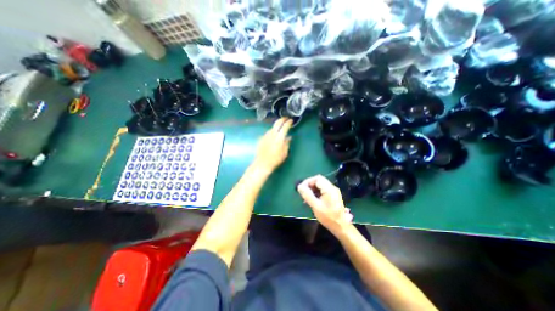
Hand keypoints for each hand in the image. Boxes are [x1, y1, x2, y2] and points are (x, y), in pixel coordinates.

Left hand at [253, 118, 291, 172]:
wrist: (262, 163)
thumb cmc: (276, 159)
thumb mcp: (285, 153)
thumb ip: (287, 143)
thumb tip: (289, 137)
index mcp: (279, 137)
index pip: (285, 126)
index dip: (289, 122)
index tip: (291, 120)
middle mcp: (272, 134)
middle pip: (277, 123)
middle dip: (282, 119)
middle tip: (286, 119)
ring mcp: (266, 135)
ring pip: (272, 127)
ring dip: (277, 125)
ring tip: (280, 127)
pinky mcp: (261, 138)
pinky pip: (268, 132)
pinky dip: (272, 131)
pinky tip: (273, 135)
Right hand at [298, 176, 352, 233]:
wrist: (341, 227)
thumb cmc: (328, 217)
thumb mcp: (315, 206)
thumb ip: (307, 195)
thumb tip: (299, 186)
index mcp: (329, 189)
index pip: (317, 178)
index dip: (308, 181)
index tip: (302, 189)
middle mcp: (332, 188)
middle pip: (319, 181)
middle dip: (309, 185)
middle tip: (303, 193)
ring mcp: (333, 192)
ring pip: (320, 185)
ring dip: (312, 189)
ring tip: (306, 198)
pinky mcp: (333, 196)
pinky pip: (323, 190)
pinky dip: (316, 193)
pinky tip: (312, 200)